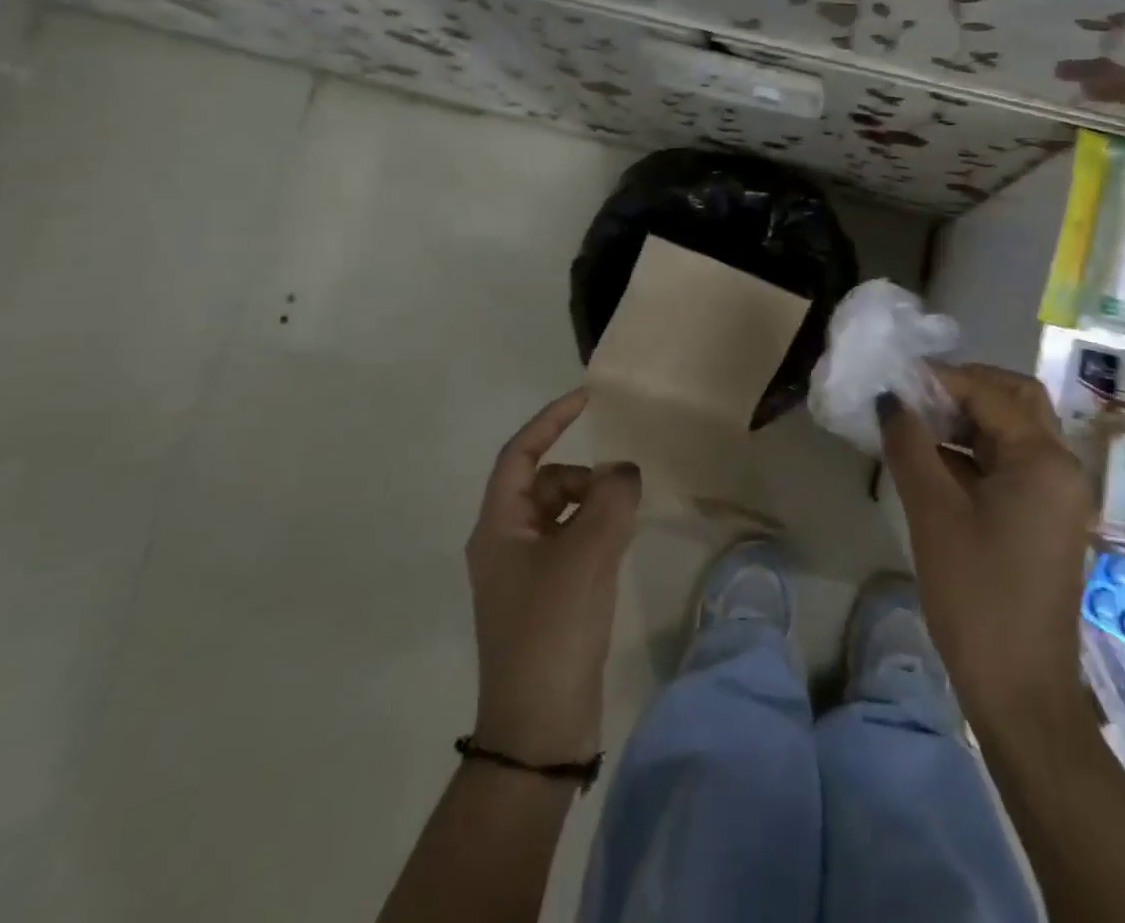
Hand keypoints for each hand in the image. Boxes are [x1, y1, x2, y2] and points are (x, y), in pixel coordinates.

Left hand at [468, 389, 641, 764]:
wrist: (540, 726)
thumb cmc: (553, 628)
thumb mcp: (588, 553)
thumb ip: (612, 497)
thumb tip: (623, 472)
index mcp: (498, 527)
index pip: (519, 455)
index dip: (550, 421)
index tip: (587, 399)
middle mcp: (506, 544)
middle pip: (546, 484)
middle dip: (585, 477)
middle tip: (622, 494)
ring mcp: (525, 574)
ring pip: (563, 514)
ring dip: (595, 506)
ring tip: (626, 524)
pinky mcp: (547, 598)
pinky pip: (574, 543)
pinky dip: (597, 533)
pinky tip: (620, 547)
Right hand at [879, 364, 1094, 735]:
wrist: (1020, 691)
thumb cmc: (976, 594)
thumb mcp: (933, 513)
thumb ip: (910, 446)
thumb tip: (891, 401)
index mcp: (1043, 459)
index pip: (991, 394)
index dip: (942, 379)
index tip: (897, 379)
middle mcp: (1061, 467)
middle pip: (1016, 401)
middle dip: (966, 390)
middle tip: (917, 395)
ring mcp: (1058, 494)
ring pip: (1014, 432)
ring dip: (969, 421)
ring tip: (917, 423)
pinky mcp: (1047, 518)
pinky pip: (1013, 465)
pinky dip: (977, 453)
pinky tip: (936, 462)